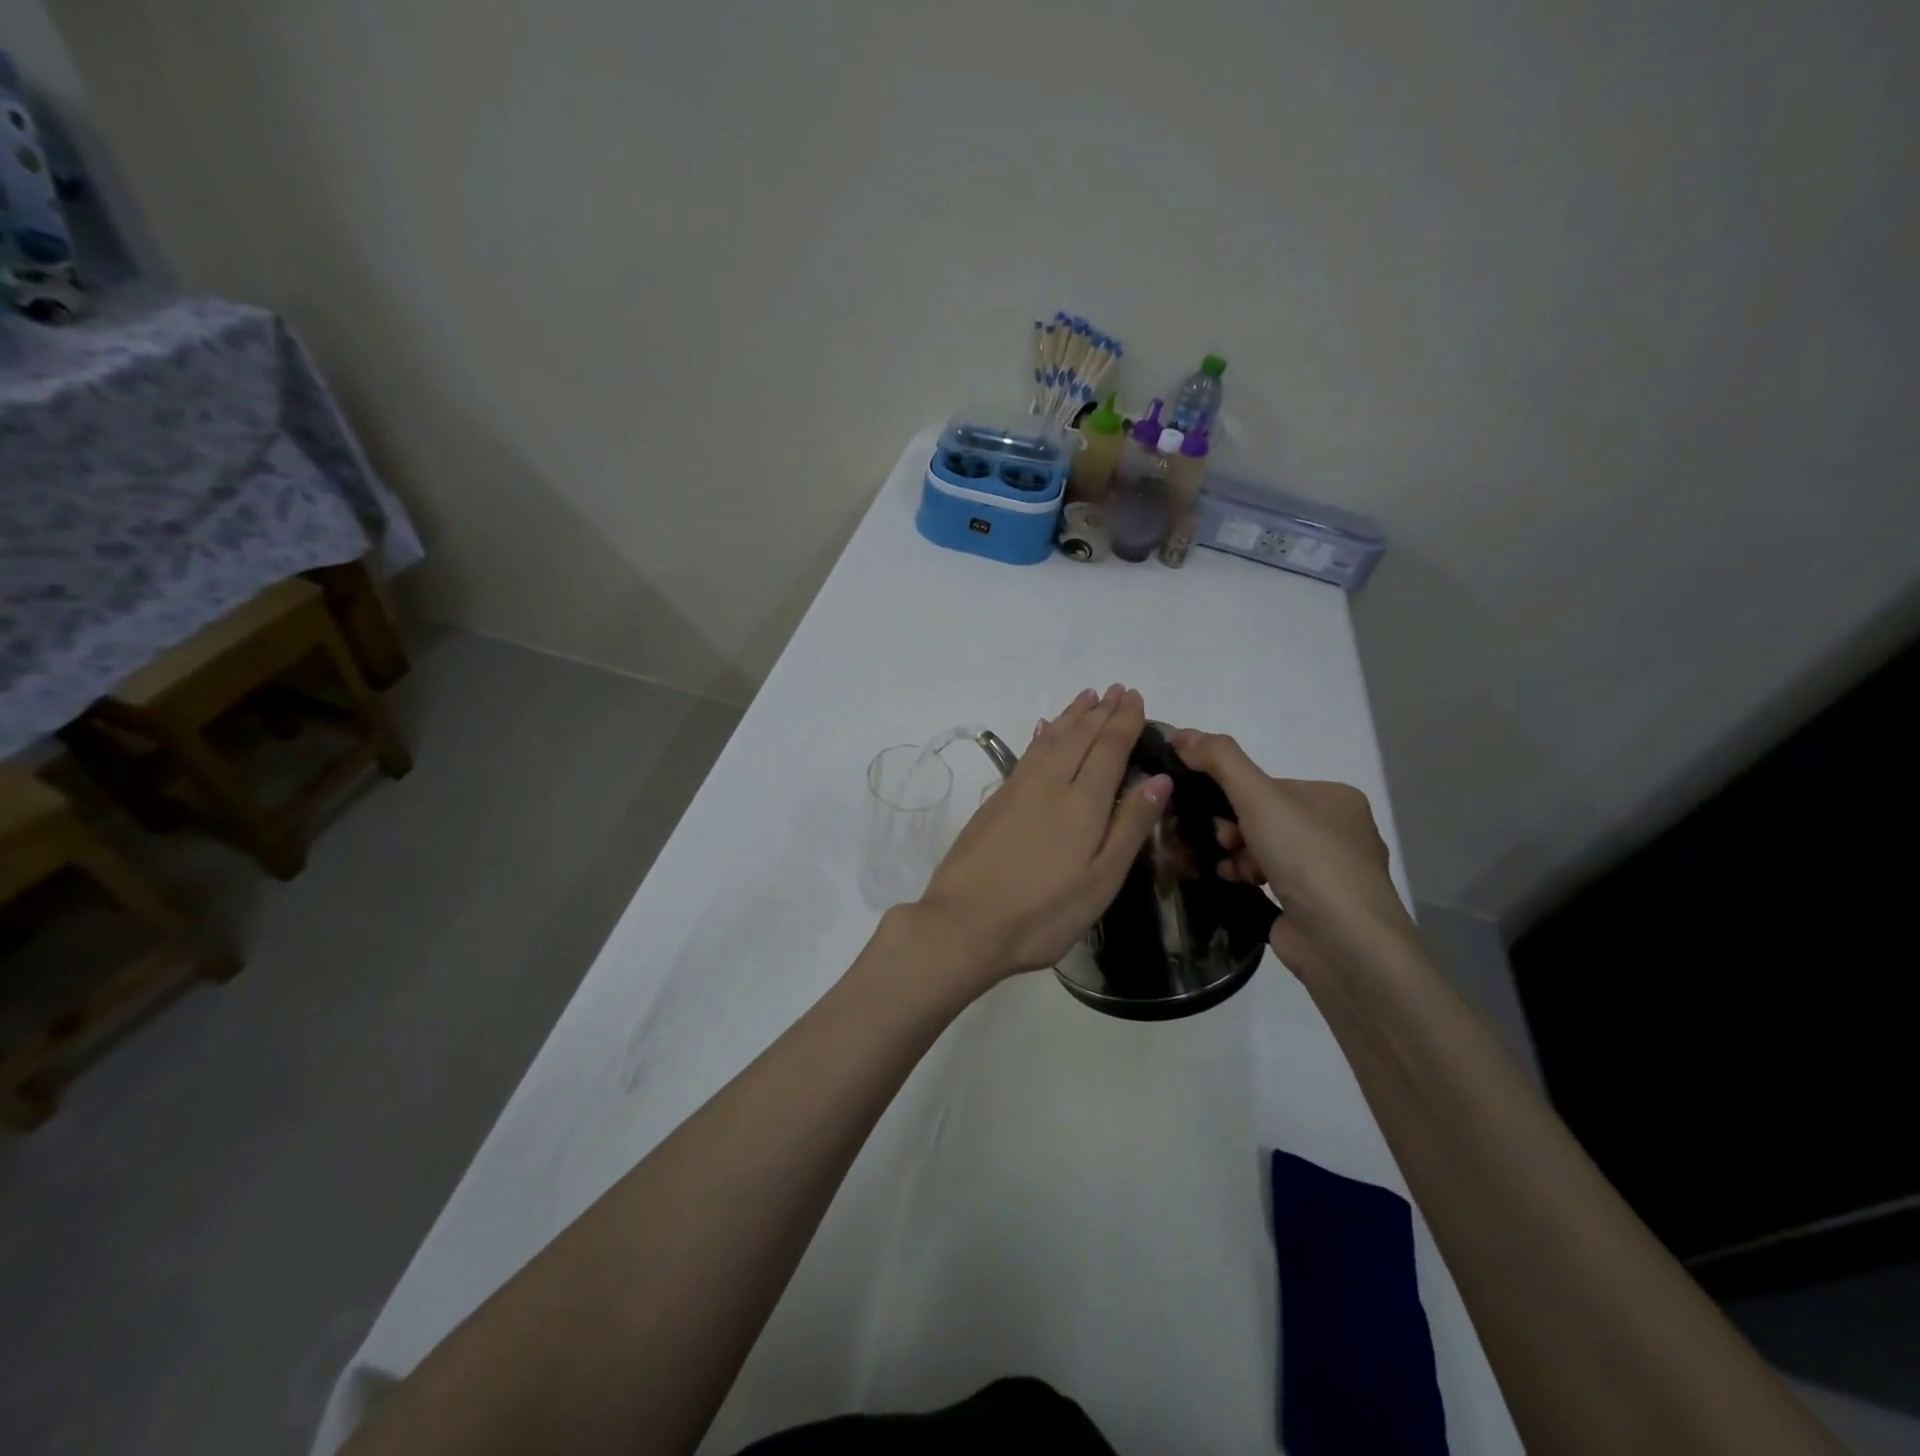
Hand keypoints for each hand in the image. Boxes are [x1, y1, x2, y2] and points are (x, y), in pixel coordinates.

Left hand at [912, 685, 1170, 987]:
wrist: (963, 923)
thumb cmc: (1043, 913)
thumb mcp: (1100, 881)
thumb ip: (1129, 826)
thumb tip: (1159, 779)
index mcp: (1082, 803)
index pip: (1109, 748)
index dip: (1124, 721)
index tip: (1135, 698)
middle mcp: (1049, 784)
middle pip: (1079, 737)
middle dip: (1101, 711)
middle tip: (1117, 689)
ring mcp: (1017, 790)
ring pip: (1051, 740)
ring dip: (1071, 716)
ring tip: (1087, 697)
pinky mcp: (995, 801)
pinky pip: (1027, 754)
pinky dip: (1041, 736)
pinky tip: (1044, 730)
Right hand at [1169, 729, 1418, 981]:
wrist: (1347, 946)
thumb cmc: (1309, 861)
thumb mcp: (1260, 798)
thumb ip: (1220, 761)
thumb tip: (1179, 732)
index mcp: (1335, 798)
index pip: (1269, 785)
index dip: (1234, 795)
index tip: (1212, 812)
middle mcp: (1338, 831)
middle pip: (1264, 816)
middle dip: (1234, 828)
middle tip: (1222, 842)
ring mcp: (1328, 872)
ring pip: (1264, 848)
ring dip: (1237, 854)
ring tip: (1229, 869)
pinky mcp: (1314, 906)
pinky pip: (1269, 879)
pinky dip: (1247, 878)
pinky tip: (1235, 884)